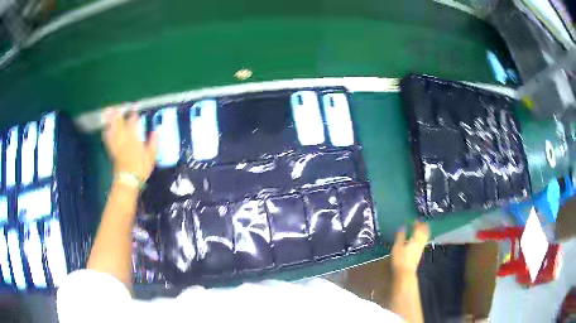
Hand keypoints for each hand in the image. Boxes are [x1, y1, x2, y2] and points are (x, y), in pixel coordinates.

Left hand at [102, 108, 157, 180]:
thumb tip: (157, 130)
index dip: (133, 115)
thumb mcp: (151, 156)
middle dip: (119, 114)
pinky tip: (105, 129)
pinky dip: (106, 133)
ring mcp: (117, 144)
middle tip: (116, 107)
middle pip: (120, 123)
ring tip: (108, 112)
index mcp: (134, 138)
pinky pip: (108, 140)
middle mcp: (124, 139)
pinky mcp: (112, 151)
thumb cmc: (141, 168)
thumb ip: (154, 142)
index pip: (133, 123)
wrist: (128, 180)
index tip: (134, 109)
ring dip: (110, 121)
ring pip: (113, 130)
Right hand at [391, 222, 429, 275]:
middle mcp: (420, 242)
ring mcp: (420, 249)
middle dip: (423, 226)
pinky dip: (422, 237)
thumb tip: (403, 226)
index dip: (417, 223)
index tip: (415, 219)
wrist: (404, 273)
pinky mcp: (419, 254)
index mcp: (415, 239)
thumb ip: (400, 235)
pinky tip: (418, 239)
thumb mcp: (397, 246)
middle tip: (421, 222)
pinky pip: (423, 242)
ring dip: (424, 232)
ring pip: (425, 237)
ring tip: (421, 229)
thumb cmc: (400, 259)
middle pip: (424, 232)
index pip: (418, 228)